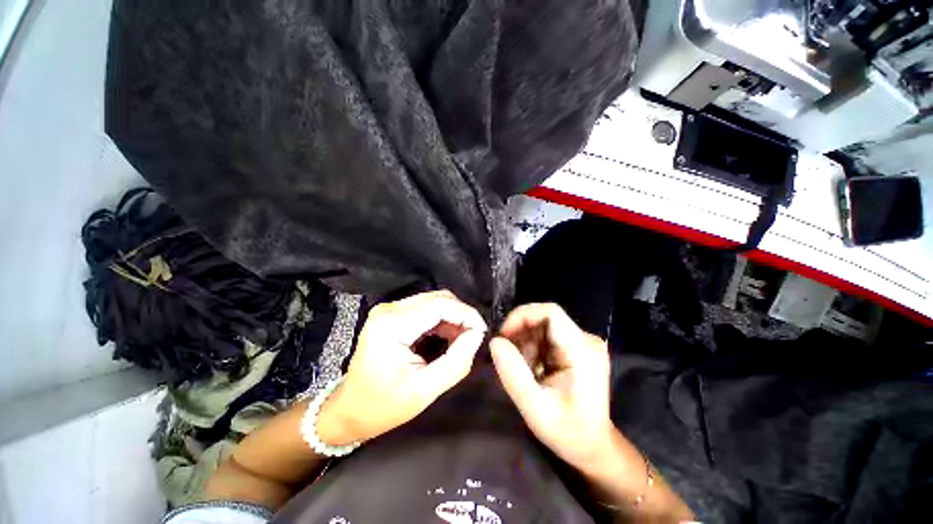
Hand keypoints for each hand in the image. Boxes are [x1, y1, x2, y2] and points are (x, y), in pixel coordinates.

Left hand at [318, 291, 486, 444]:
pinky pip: (426, 308)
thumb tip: (477, 334)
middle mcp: (390, 309)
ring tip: (462, 339)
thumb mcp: (425, 390)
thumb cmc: (384, 406)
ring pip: (434, 301)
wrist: (350, 409)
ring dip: (453, 317)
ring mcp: (390, 309)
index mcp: (392, 325)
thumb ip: (457, 361)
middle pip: (438, 298)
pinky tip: (448, 337)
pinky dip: (442, 320)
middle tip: (474, 337)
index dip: (466, 314)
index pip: (440, 305)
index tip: (482, 331)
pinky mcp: (393, 314)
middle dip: (461, 315)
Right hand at [490, 303, 613, 469]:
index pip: (550, 312)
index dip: (523, 316)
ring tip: (523, 367)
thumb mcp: (535, 408)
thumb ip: (513, 374)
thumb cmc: (568, 432)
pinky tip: (532, 367)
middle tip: (508, 356)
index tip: (504, 335)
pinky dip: (533, 347)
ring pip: (544, 326)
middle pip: (545, 318)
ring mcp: (583, 342)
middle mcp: (586, 340)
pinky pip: (548, 335)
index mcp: (582, 351)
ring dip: (526, 341)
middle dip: (521, 333)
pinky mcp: (578, 347)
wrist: (593, 446)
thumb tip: (495, 342)